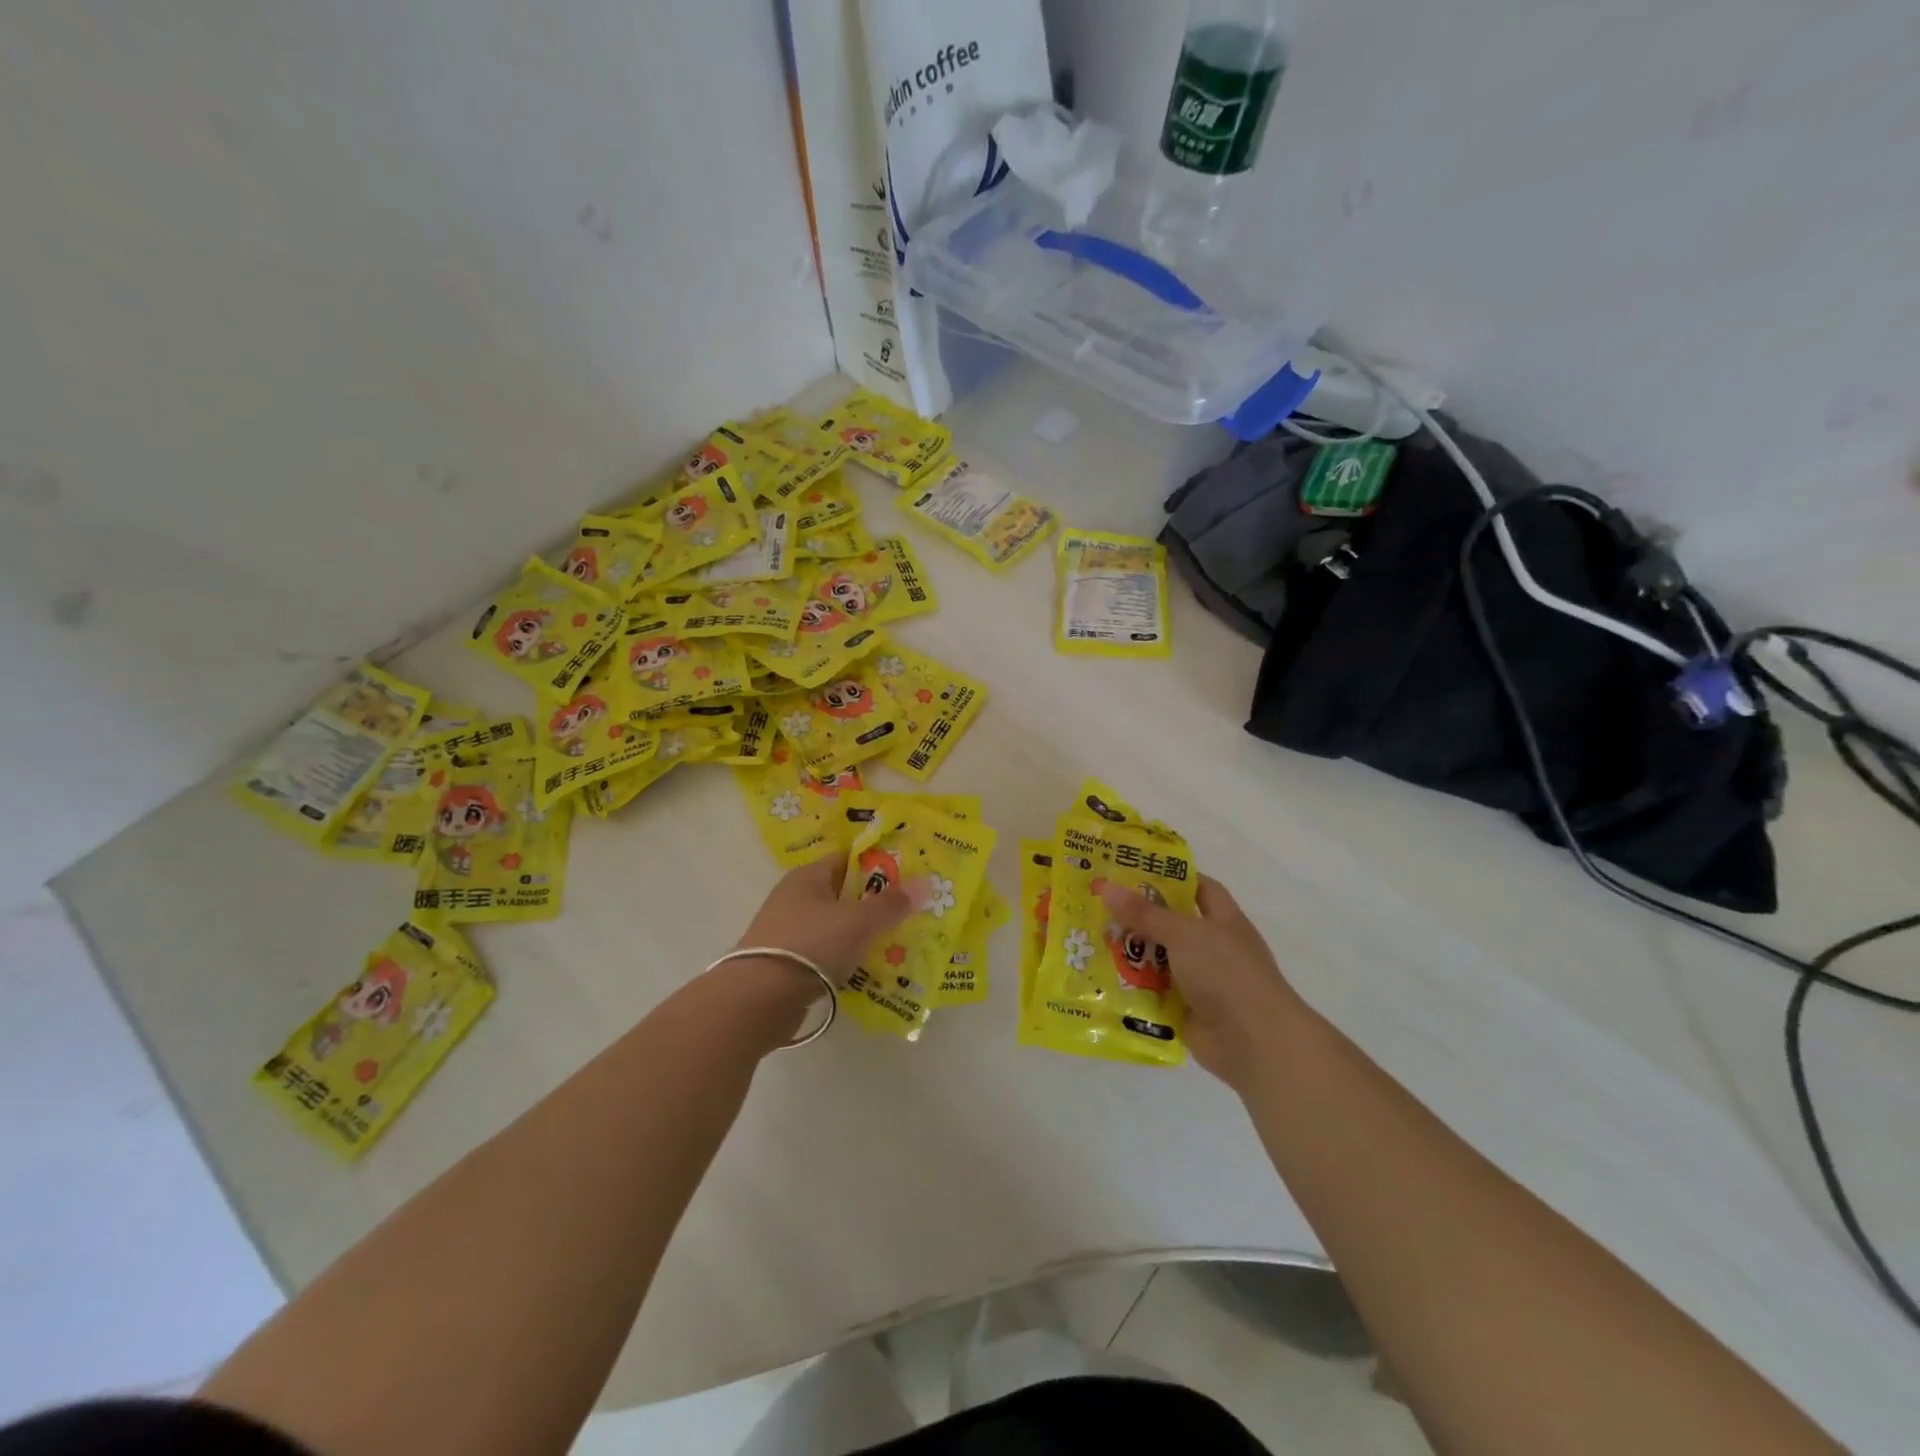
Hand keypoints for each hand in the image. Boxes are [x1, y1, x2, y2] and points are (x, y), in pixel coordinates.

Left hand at [734, 853, 920, 987]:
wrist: (758, 999)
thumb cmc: (810, 945)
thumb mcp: (858, 921)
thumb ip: (892, 904)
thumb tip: (927, 882)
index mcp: (808, 876)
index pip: (848, 860)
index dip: (879, 866)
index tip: (909, 879)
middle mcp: (794, 897)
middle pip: (843, 894)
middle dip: (874, 904)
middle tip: (909, 914)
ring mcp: (787, 931)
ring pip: (834, 926)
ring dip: (860, 935)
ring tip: (895, 945)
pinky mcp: (785, 963)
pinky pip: (824, 953)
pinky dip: (844, 958)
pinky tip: (866, 969)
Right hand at [1099, 874, 1304, 1090]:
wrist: (1254, 1042)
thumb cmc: (1226, 973)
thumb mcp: (1183, 933)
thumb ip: (1144, 913)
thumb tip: (1105, 886)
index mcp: (1223, 920)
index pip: (1199, 888)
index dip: (1171, 878)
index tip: (1134, 871)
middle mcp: (1213, 948)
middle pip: (1171, 925)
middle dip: (1138, 918)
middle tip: (1098, 905)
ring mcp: (1200, 982)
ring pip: (1159, 960)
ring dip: (1131, 955)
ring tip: (1089, 941)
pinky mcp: (1186, 1011)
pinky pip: (1153, 994)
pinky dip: (1132, 989)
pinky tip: (1100, 980)